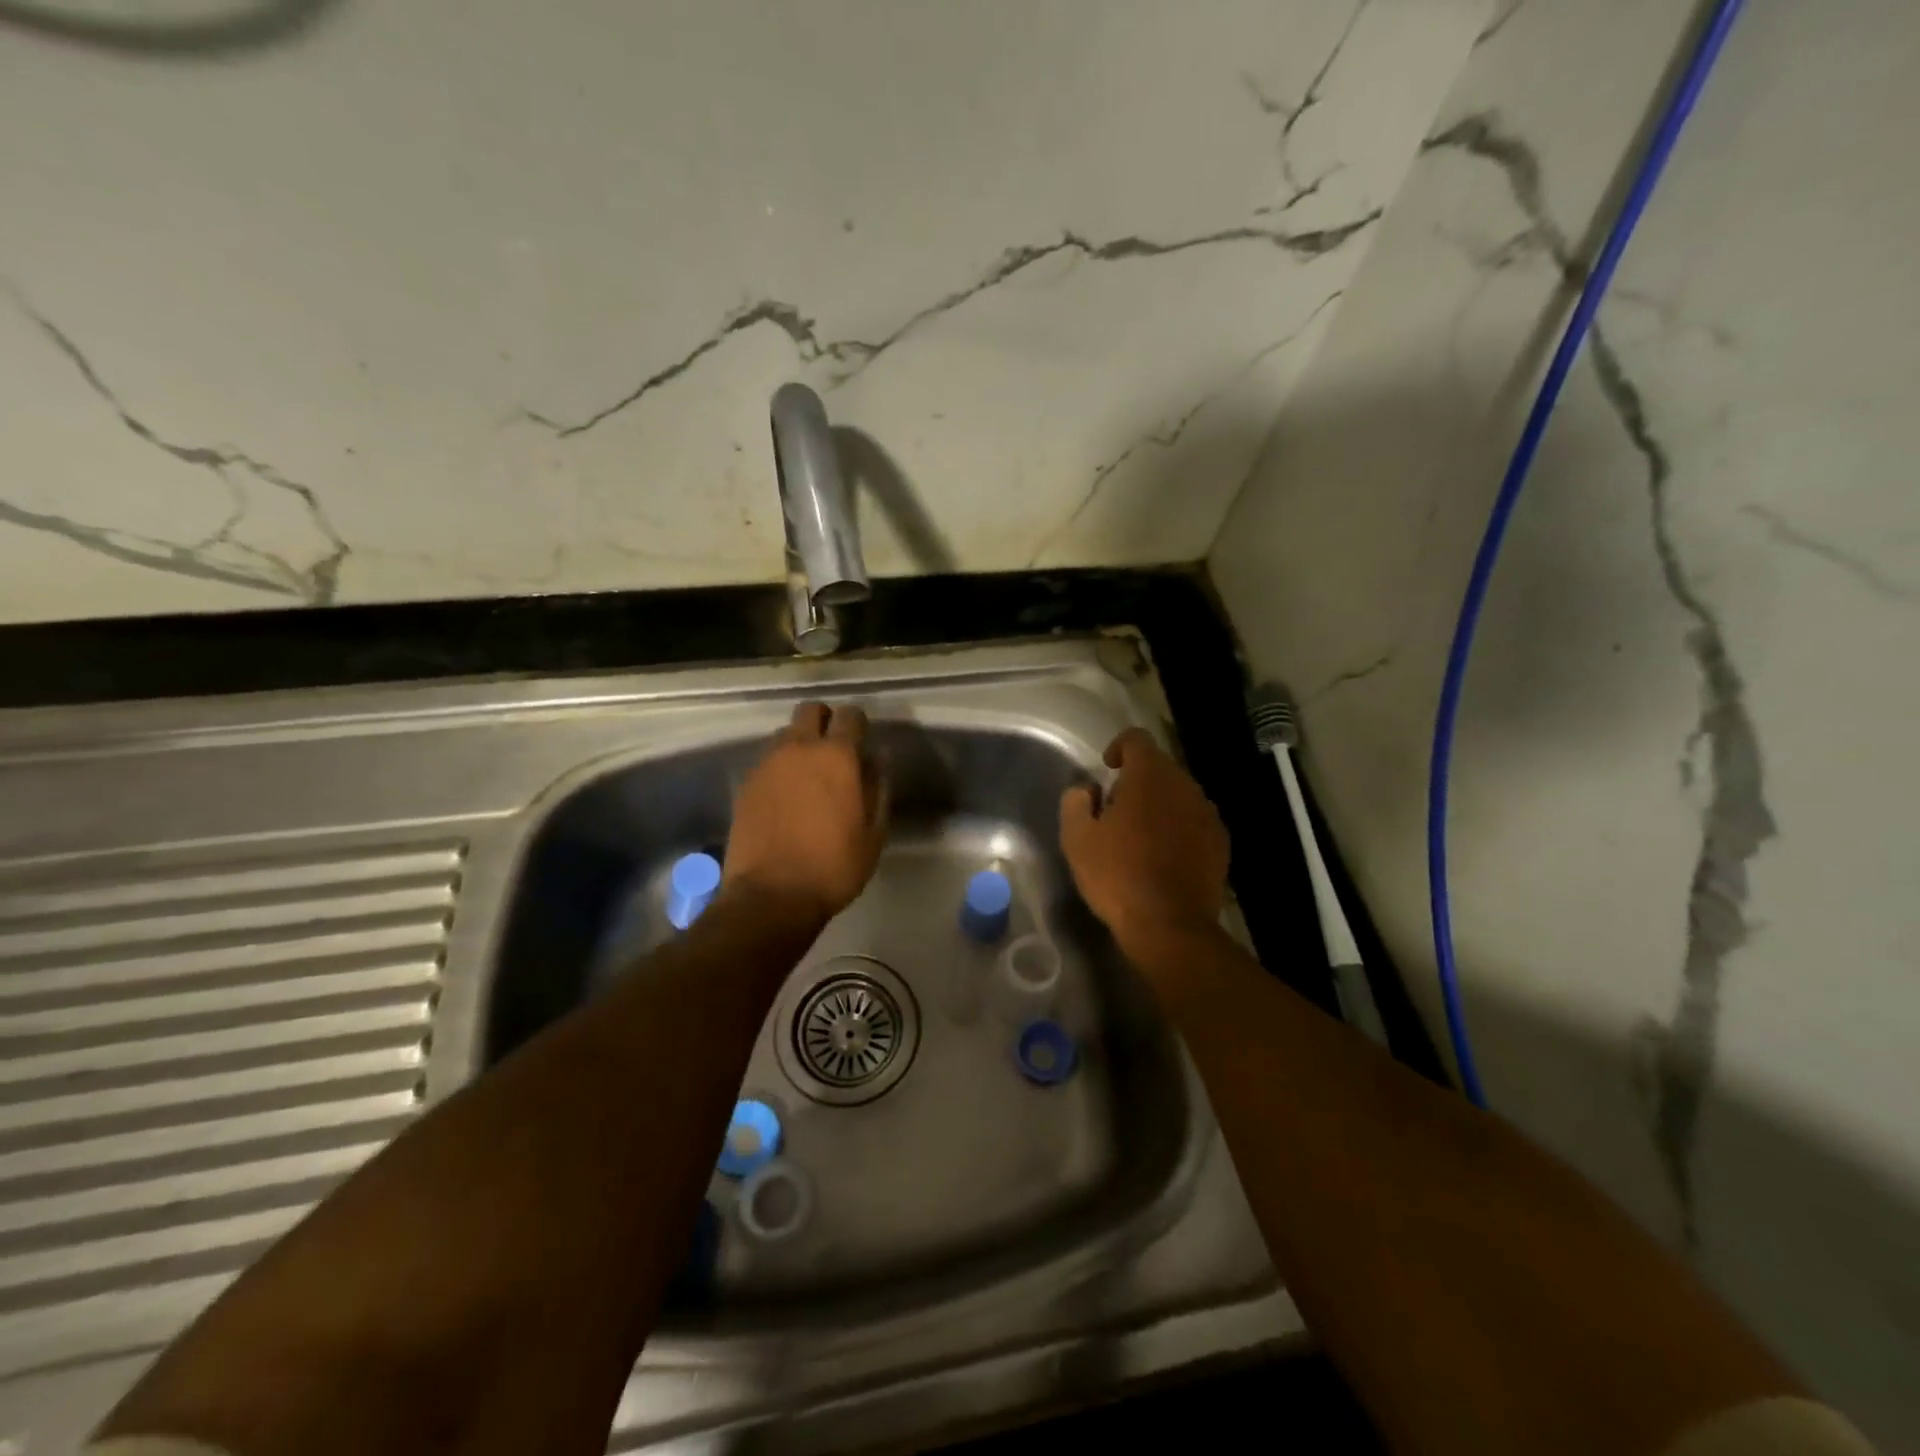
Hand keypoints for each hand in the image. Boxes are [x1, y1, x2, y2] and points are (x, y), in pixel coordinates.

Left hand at [723, 701, 887, 922]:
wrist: (771, 896)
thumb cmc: (833, 866)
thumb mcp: (874, 833)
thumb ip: (878, 789)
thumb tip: (876, 761)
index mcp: (837, 756)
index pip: (850, 715)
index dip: (859, 725)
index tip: (863, 743)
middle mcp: (799, 748)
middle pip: (810, 710)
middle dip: (825, 721)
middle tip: (834, 751)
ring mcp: (767, 764)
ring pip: (786, 734)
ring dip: (800, 744)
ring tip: (808, 776)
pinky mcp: (746, 783)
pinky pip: (768, 760)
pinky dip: (780, 768)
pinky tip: (786, 797)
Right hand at [1060, 728, 1228, 956]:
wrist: (1170, 925)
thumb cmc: (1117, 875)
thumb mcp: (1077, 838)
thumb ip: (1076, 802)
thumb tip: (1086, 789)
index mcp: (1149, 776)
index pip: (1136, 739)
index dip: (1119, 747)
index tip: (1107, 769)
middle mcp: (1184, 785)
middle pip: (1159, 767)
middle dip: (1137, 780)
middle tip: (1115, 811)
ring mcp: (1207, 813)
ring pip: (1179, 794)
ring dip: (1159, 804)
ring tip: (1139, 836)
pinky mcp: (1220, 841)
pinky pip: (1194, 820)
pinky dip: (1178, 827)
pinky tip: (1163, 856)